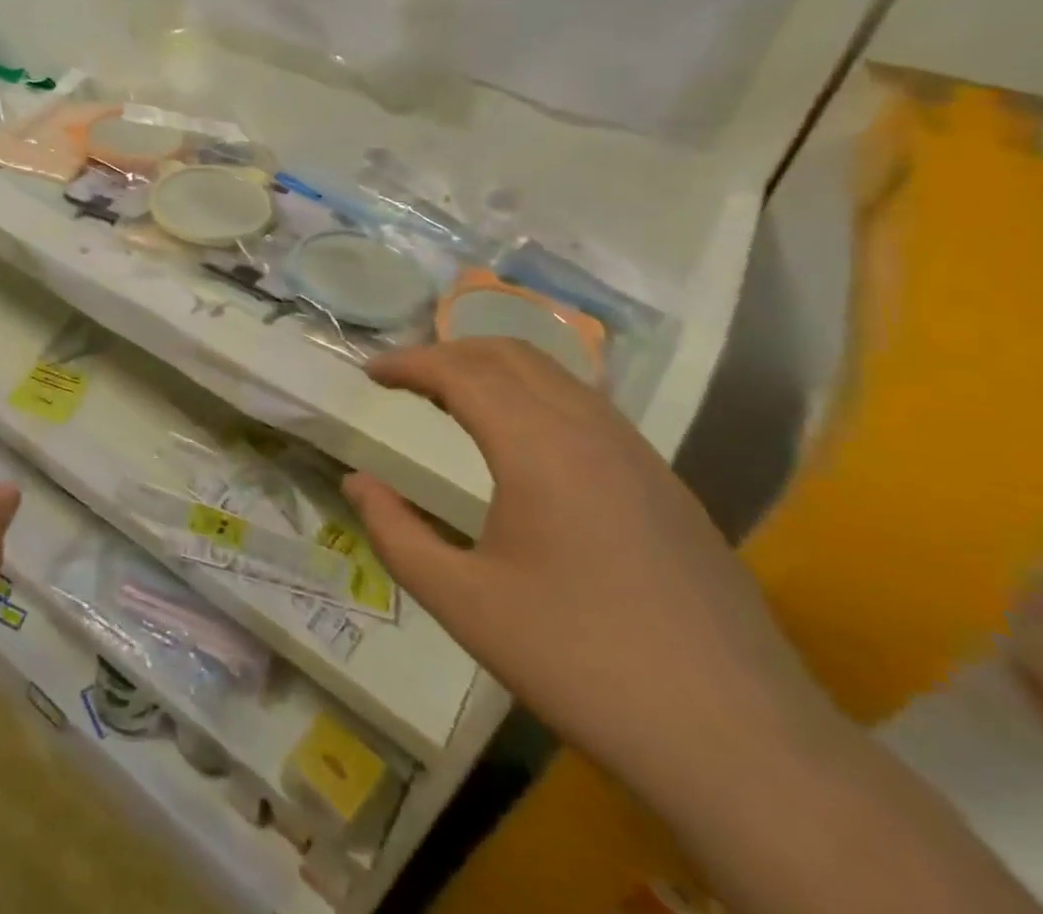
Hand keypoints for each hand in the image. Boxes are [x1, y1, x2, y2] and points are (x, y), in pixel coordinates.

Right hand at [343, 338, 836, 803]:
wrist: (743, 746)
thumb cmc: (580, 663)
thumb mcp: (462, 602)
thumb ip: (395, 532)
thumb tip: (356, 482)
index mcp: (538, 448)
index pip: (461, 372)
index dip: (408, 363)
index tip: (369, 372)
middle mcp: (591, 431)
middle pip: (510, 354)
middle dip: (448, 353)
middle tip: (405, 378)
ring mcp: (639, 455)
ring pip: (555, 375)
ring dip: (495, 370)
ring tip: (453, 400)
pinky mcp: (667, 485)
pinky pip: (588, 408)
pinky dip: (535, 396)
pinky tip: (522, 442)